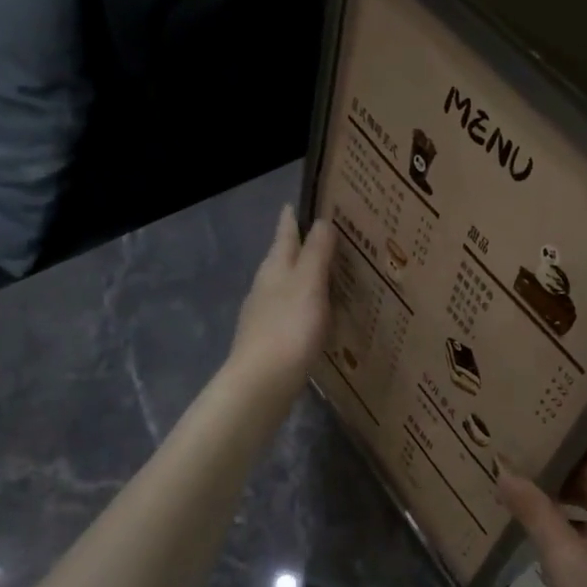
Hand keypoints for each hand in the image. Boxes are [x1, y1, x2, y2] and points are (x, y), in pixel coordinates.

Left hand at [226, 207, 336, 405]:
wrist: (262, 382)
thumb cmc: (289, 328)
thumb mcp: (309, 284)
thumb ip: (316, 253)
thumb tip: (321, 221)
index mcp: (274, 269)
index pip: (284, 235)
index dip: (291, 219)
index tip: (296, 203)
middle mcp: (265, 287)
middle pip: (282, 259)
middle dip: (299, 247)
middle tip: (323, 237)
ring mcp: (264, 315)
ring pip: (285, 287)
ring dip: (302, 278)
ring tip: (324, 274)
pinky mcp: (270, 340)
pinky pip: (289, 312)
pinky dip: (303, 305)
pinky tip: (315, 315)